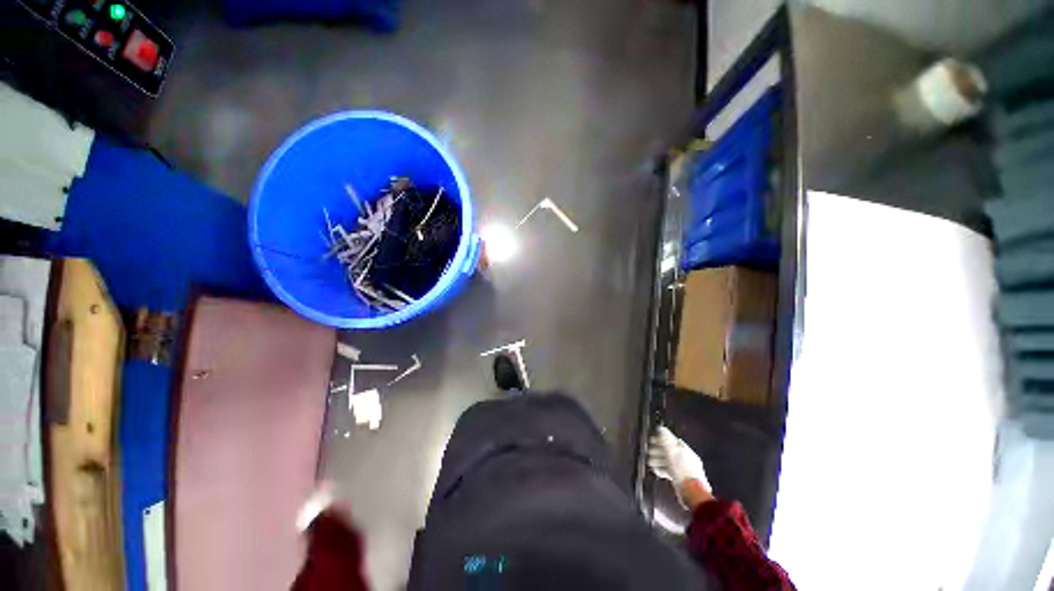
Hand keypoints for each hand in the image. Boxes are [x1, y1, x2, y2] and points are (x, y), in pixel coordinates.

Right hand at [648, 426, 712, 509]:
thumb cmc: (681, 469)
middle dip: (658, 451)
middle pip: (669, 451)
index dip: (661, 439)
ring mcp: (684, 470)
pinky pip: (670, 472)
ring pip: (668, 462)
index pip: (672, 441)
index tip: (652, 440)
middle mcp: (686, 459)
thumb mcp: (672, 450)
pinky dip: (662, 470)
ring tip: (650, 462)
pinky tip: (656, 471)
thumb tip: (661, 428)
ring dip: (658, 461)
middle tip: (648, 451)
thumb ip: (665, 438)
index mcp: (686, 450)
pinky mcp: (681, 480)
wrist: (690, 492)